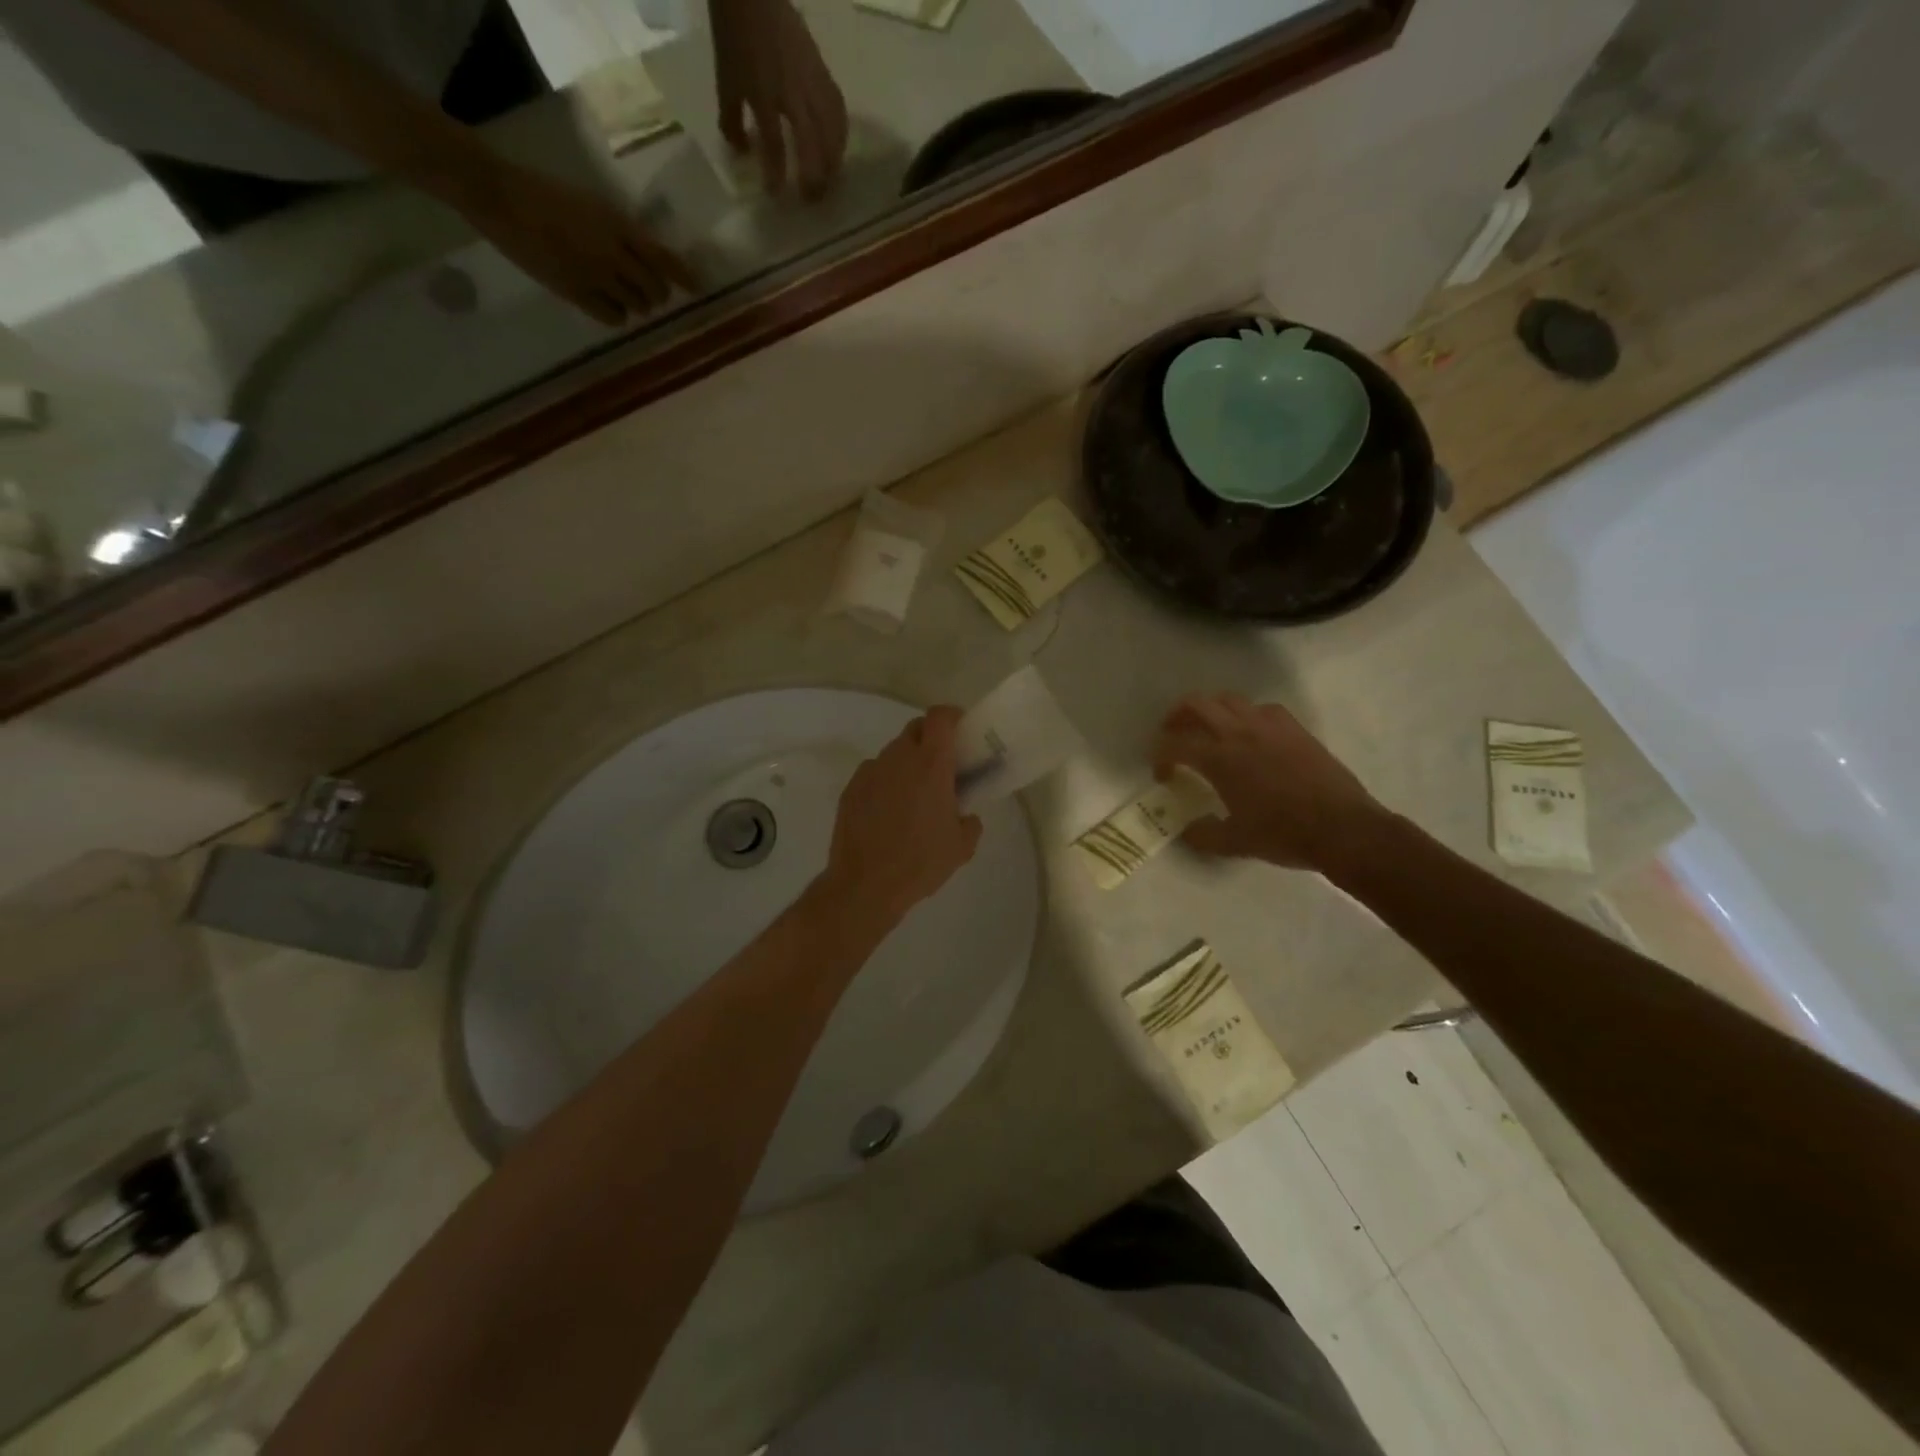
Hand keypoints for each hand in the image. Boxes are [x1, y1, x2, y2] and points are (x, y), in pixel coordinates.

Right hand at [462, 163, 695, 325]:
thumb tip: (648, 257)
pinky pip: (613, 317)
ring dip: (637, 304)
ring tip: (625, 296)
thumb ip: (622, 231)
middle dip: (656, 293)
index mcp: (618, 225)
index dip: (685, 276)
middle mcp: (614, 254)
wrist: (499, 195)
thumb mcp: (593, 203)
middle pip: (655, 289)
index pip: (664, 258)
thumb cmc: (544, 191)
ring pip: (637, 306)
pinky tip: (607, 304)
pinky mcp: (576, 293)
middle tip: (649, 292)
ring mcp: (596, 276)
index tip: (699, 288)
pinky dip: (617, 315)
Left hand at [711, 0, 848, 198]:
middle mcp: (792, 93)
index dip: (776, 175)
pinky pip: (838, 110)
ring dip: (833, 162)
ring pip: (831, 132)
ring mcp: (811, 82)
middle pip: (812, 145)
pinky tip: (839, 149)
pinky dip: (841, 135)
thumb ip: (732, 119)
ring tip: (831, 181)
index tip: (776, 196)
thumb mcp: (725, 79)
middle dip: (814, 178)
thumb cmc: (735, 36)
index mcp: (763, 95)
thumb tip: (742, 152)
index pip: (774, 145)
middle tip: (813, 200)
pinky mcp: (823, 72)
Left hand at [817, 706, 982, 939]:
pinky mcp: (851, 789)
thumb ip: (969, 822)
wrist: (865, 885)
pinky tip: (888, 814)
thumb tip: (964, 815)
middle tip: (942, 767)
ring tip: (913, 797)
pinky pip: (874, 774)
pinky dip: (885, 783)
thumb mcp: (961, 846)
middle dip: (930, 739)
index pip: (940, 717)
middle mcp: (898, 758)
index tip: (961, 731)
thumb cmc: (920, 862)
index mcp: (931, 764)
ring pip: (893, 753)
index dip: (952, 717)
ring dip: (907, 764)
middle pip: (916, 729)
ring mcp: (870, 772)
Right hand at [1155, 692, 1384, 870]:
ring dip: (1211, 710)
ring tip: (1209, 730)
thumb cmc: (1284, 835)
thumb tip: (1187, 831)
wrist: (1343, 828)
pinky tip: (1251, 733)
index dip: (1160, 756)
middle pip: (1196, 704)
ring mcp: (1269, 725)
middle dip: (1177, 716)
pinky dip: (1247, 714)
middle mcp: (1239, 732)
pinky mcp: (1294, 728)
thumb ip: (1203, 835)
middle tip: (1173, 734)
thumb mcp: (1235, 843)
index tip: (1163, 774)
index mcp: (1219, 759)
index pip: (1174, 744)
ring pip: (1229, 699)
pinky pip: (1262, 708)